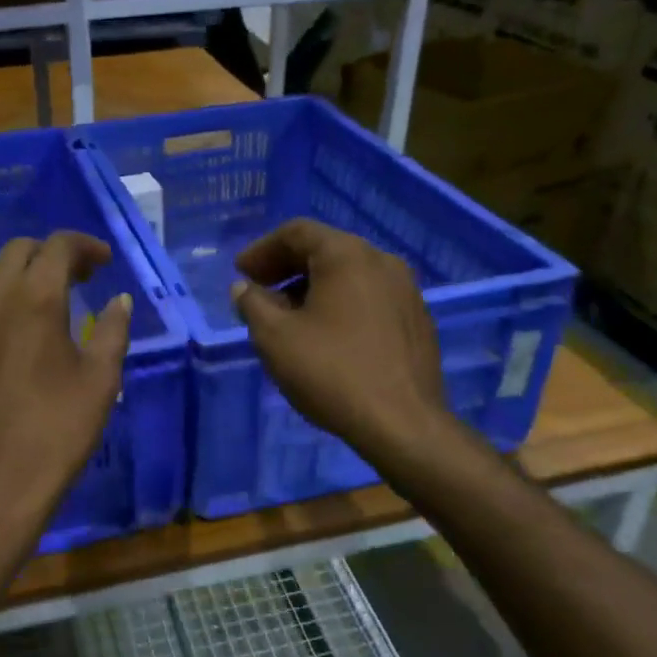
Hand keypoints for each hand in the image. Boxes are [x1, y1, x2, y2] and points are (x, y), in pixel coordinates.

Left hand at [0, 232, 131, 572]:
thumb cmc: (55, 433)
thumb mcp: (100, 382)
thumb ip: (113, 331)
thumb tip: (119, 301)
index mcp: (35, 297)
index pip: (59, 246)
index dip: (85, 245)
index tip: (102, 262)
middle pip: (17, 251)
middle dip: (49, 256)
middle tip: (73, 280)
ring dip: (11, 275)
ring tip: (31, 301)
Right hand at [231, 219, 448, 461]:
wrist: (402, 424)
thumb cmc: (331, 372)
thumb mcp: (275, 337)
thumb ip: (252, 304)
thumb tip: (244, 288)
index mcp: (347, 255)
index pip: (297, 232)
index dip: (262, 249)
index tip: (240, 273)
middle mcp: (382, 261)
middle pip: (325, 250)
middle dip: (286, 267)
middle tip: (257, 291)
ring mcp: (406, 291)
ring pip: (349, 275)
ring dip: (312, 288)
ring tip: (286, 317)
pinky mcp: (417, 321)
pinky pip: (369, 298)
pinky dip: (340, 305)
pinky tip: (325, 336)